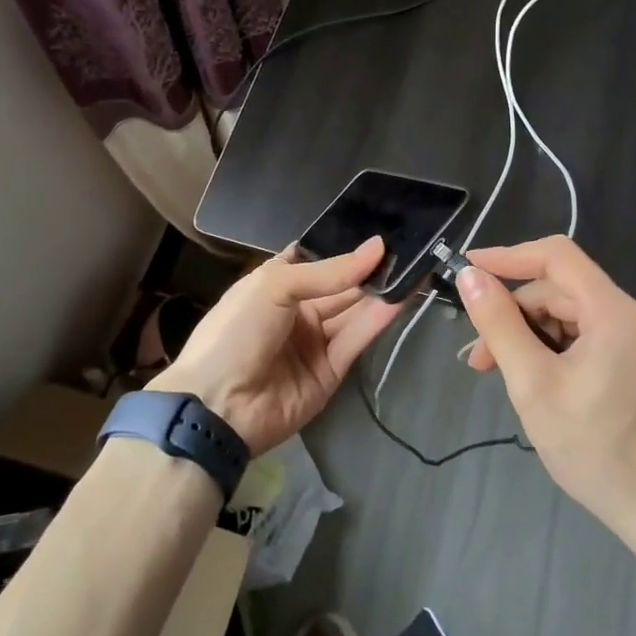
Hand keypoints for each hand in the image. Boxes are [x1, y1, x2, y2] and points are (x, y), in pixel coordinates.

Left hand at [147, 237, 400, 456]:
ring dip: (383, 290)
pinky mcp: (332, 370)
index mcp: (276, 283)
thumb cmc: (237, 331)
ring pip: (355, 310)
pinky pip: (358, 338)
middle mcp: (298, 309)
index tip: (381, 229)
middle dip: (371, 268)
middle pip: (341, 285)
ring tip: (417, 266)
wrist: (218, 406)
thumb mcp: (274, 286)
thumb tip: (377, 247)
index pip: (317, 258)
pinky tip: (404, 295)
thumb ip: (329, 271)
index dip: (346, 246)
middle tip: (409, 246)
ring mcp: (315, 341)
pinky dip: (380, 318)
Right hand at [457, 236, 635, 538]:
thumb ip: (499, 324)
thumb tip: (470, 276)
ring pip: (569, 312)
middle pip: (559, 290)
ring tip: (499, 372)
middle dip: (514, 316)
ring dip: (529, 335)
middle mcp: (635, 311)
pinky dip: (553, 347)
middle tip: (479, 357)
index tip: (468, 269)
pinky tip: (533, 375)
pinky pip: (585, 331)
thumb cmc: (593, 448)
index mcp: (616, 312)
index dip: (509, 257)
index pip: (557, 256)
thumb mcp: (533, 384)